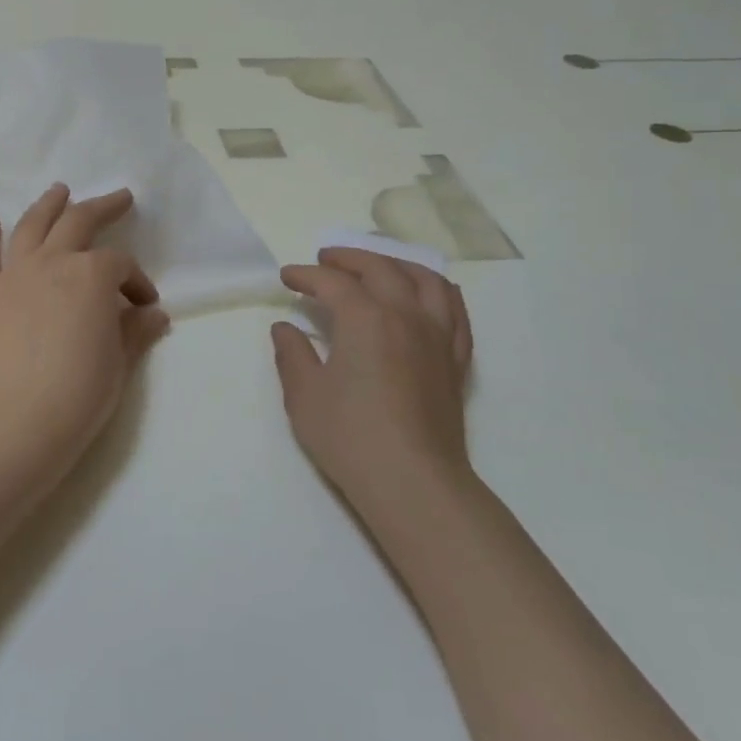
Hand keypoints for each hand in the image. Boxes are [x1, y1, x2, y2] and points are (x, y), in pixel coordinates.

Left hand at [0, 184, 171, 485]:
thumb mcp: (120, 361)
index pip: (121, 265)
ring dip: (48, 205)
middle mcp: (53, 262)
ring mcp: (13, 274)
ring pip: (31, 226)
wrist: (18, 419)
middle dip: (102, 207)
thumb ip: (136, 330)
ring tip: (58, 191)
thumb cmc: (80, 392)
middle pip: (78, 222)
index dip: (138, 281)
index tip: (145, 306)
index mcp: (92, 275)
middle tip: (118, 198)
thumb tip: (154, 314)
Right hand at [270, 249, 474, 508]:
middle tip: (325, 261)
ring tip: (377, 267)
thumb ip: (292, 355)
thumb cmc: (350, 437)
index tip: (287, 277)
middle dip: (349, 259)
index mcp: (366, 318)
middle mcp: (406, 315)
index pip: (333, 283)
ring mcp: (437, 336)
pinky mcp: (455, 360)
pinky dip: (436, 292)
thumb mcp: (305, 396)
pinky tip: (424, 297)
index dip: (306, 276)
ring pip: (425, 280)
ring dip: (397, 265)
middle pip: (381, 268)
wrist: (413, 482)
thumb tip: (285, 328)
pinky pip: (454, 310)